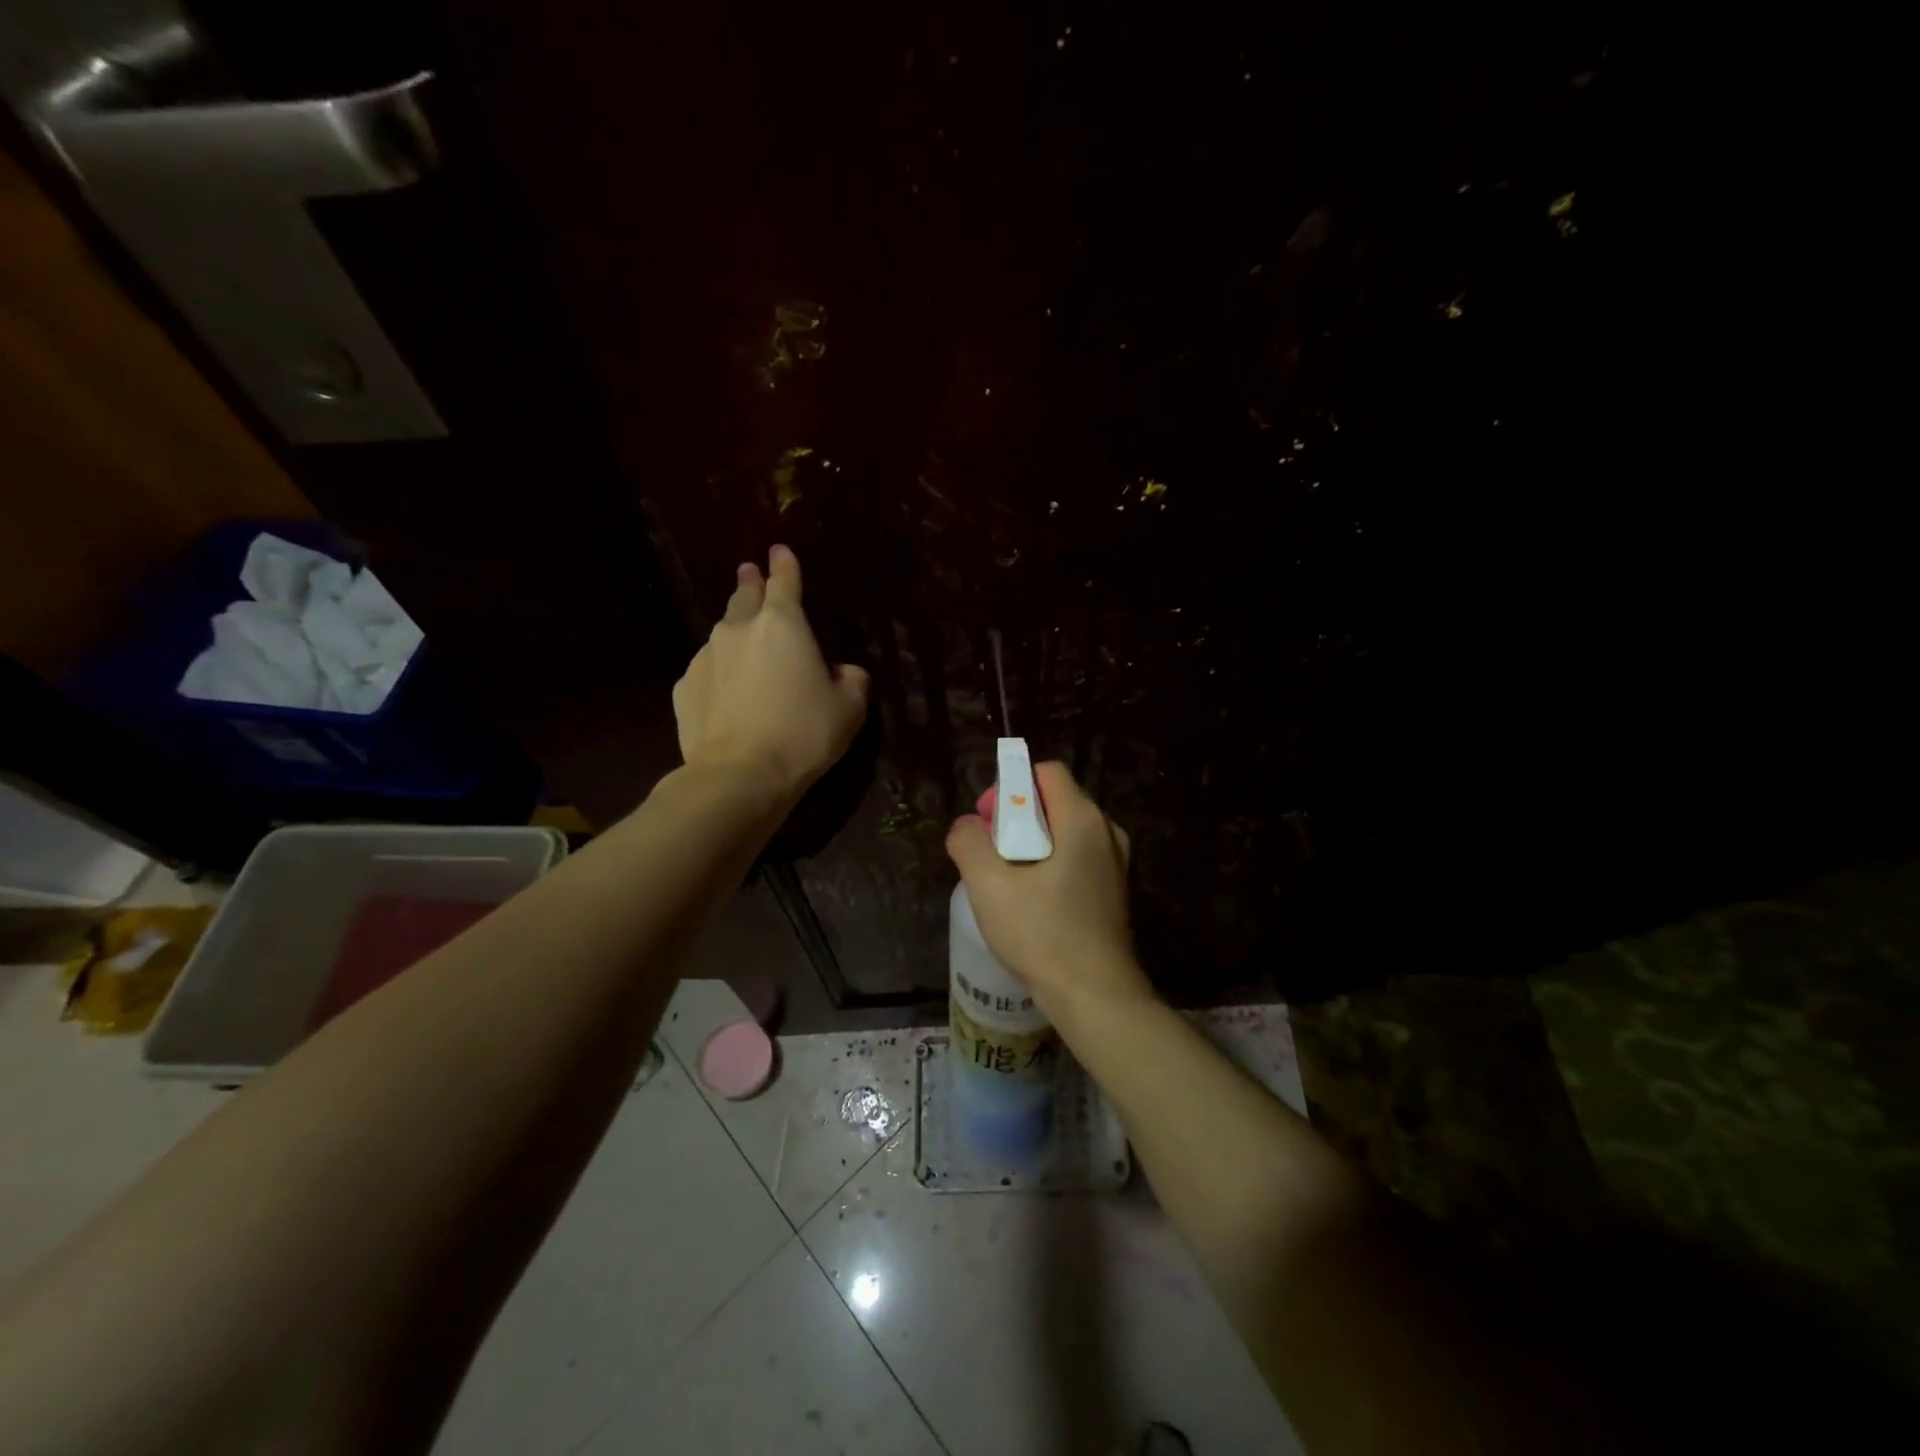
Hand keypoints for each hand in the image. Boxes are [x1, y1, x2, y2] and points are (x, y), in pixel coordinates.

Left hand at [672, 546, 869, 799]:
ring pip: (723, 633)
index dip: (785, 564)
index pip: (785, 581)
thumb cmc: (803, 733)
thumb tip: (844, 672)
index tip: (780, 550)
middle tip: (752, 574)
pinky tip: (726, 691)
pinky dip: (719, 671)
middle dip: (752, 583)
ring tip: (744, 642)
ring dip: (736, 631)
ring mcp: (706, 657)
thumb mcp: (849, 709)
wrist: (739, 775)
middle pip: (745, 597)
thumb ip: (852, 681)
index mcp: (783, 624)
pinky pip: (707, 670)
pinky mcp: (684, 688)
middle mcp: (739, 629)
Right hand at [944, 762, 1152, 1018]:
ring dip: (1033, 845)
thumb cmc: (1042, 934)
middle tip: (992, 855)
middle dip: (1018, 818)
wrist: (1095, 996)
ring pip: (1065, 831)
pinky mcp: (1115, 890)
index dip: (1010, 786)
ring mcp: (1116, 862)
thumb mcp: (989, 885)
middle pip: (1055, 800)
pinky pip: (1077, 857)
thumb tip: (966, 826)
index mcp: (1082, 819)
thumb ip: (968, 842)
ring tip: (1009, 882)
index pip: (1045, 772)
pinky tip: (1033, 902)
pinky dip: (1052, 865)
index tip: (989, 822)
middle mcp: (1107, 831)